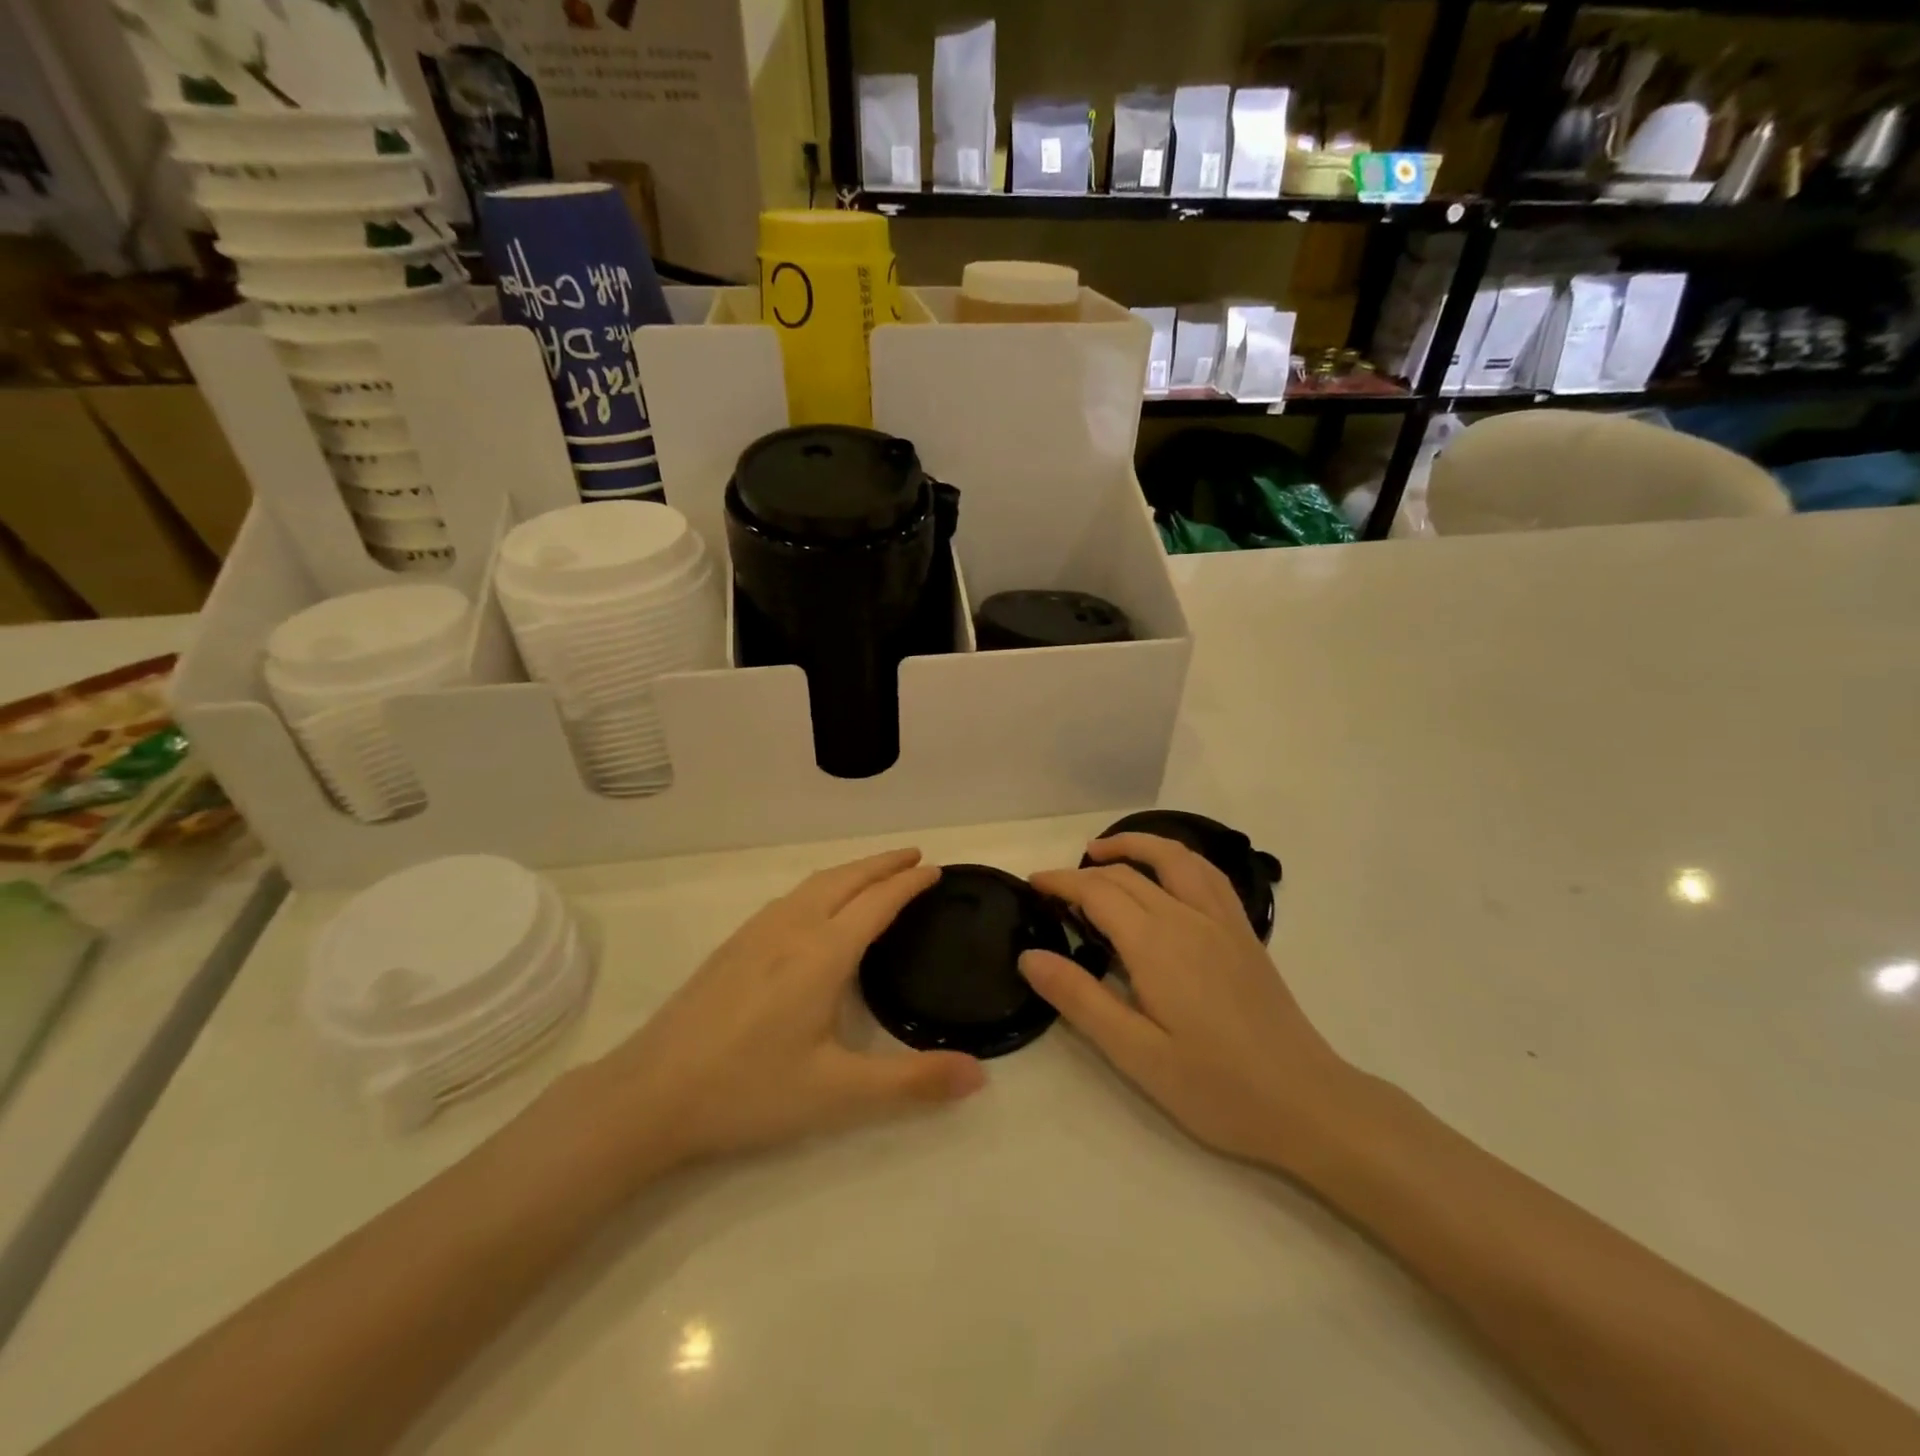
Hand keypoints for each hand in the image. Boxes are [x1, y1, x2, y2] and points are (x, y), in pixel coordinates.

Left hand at [573, 850, 984, 1173]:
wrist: (649, 1094)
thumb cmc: (750, 1090)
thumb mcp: (839, 1094)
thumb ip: (912, 1082)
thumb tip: (980, 1076)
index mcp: (823, 952)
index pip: (878, 902)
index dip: (909, 883)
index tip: (935, 869)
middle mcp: (792, 928)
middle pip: (846, 879)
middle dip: (882, 863)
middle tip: (914, 857)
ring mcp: (756, 933)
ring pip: (814, 884)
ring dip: (851, 871)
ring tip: (874, 875)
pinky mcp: (732, 946)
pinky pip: (790, 897)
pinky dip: (821, 886)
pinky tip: (815, 909)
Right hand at [1025, 834, 1357, 1170]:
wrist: (1306, 1102)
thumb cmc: (1215, 1086)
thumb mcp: (1136, 1053)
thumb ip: (1080, 999)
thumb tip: (1030, 956)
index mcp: (1156, 945)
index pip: (1098, 892)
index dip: (1061, 882)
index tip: (1032, 884)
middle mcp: (1188, 918)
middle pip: (1129, 874)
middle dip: (1085, 871)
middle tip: (1053, 886)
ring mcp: (1222, 921)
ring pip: (1174, 858)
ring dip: (1135, 844)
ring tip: (1103, 852)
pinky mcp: (1244, 933)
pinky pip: (1207, 874)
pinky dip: (1177, 857)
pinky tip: (1168, 873)